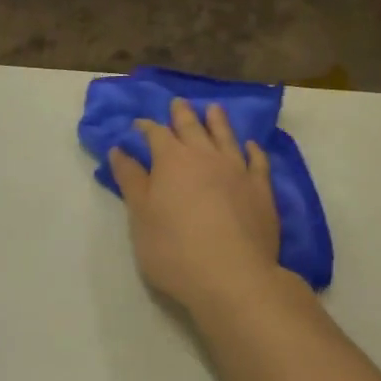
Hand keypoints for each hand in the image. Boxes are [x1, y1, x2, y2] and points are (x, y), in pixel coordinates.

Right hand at [108, 98, 281, 313]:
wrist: (232, 276)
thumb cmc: (174, 250)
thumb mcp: (141, 217)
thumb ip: (131, 181)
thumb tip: (119, 150)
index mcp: (172, 161)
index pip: (156, 134)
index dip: (146, 127)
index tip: (139, 124)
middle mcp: (205, 157)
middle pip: (192, 128)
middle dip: (182, 115)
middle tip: (177, 103)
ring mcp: (237, 171)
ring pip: (226, 137)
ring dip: (217, 121)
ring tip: (213, 109)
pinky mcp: (261, 190)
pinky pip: (257, 161)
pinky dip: (252, 150)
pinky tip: (250, 146)